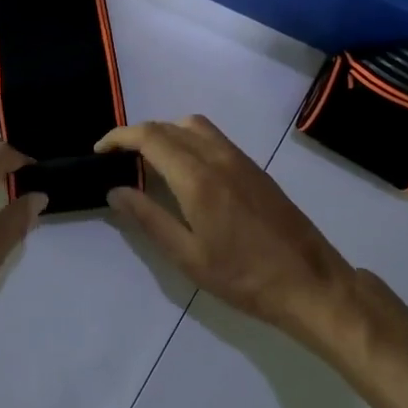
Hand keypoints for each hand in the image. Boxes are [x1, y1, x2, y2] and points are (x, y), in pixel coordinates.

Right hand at [98, 115, 354, 343]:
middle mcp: (217, 156)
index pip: (149, 137)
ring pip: (193, 125)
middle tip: (118, 159)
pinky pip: (212, 137)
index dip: (119, 138)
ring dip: (165, 132)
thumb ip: (149, 219)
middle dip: (137, 134)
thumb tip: (115, 191)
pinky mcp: (254, 167)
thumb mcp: (188, 257)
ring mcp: (239, 158)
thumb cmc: (243, 276)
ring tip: (148, 161)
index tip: (99, 151)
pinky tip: (184, 169)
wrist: (308, 282)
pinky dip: (187, 139)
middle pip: (168, 126)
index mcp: (197, 177)